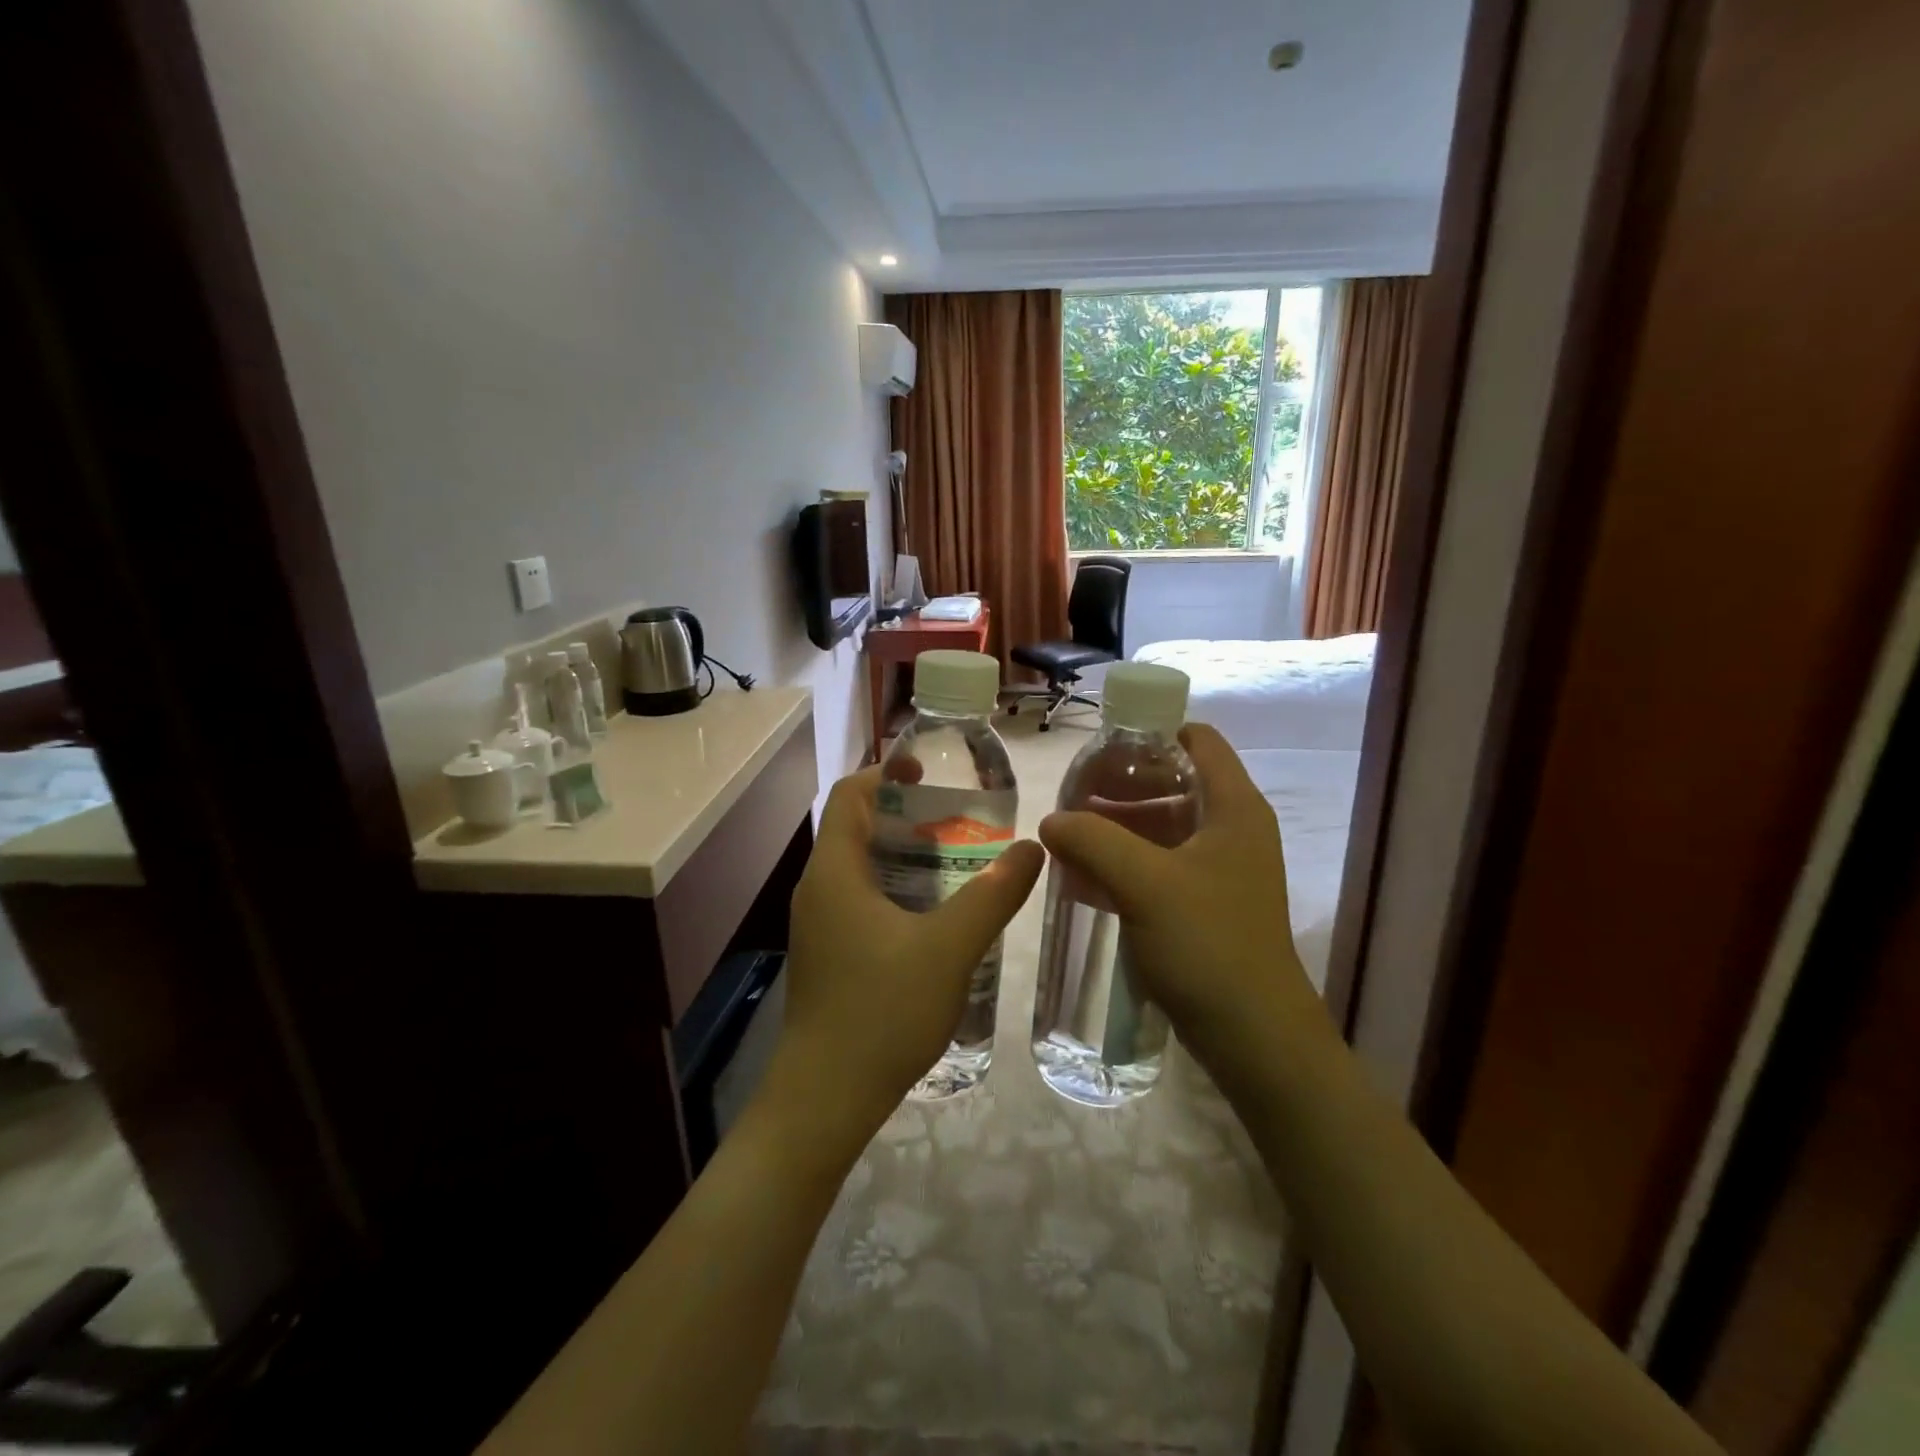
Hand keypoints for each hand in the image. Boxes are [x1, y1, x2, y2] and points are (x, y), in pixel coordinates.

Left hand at [772, 766, 1043, 1143]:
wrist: (825, 1098)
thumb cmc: (882, 1010)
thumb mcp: (949, 949)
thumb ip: (993, 896)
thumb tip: (1032, 848)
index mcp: (835, 872)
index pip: (849, 795)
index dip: (885, 772)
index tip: (930, 771)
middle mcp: (818, 889)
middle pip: (855, 828)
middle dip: (904, 814)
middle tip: (958, 818)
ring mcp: (819, 925)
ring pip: (859, 868)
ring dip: (902, 854)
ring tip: (956, 860)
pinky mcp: (827, 954)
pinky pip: (859, 900)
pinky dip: (895, 889)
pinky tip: (934, 915)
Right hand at [1037, 723, 1324, 1074]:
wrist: (1254, 1037)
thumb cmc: (1209, 944)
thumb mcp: (1145, 883)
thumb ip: (1093, 841)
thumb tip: (1051, 821)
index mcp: (1234, 808)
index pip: (1197, 740)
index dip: (1150, 734)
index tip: (1100, 751)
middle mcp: (1232, 829)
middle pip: (1174, 782)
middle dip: (1121, 785)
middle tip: (1072, 797)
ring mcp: (1219, 870)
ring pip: (1163, 827)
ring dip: (1118, 826)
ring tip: (1069, 835)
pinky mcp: (1205, 905)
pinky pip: (1159, 866)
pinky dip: (1125, 862)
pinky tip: (1084, 877)